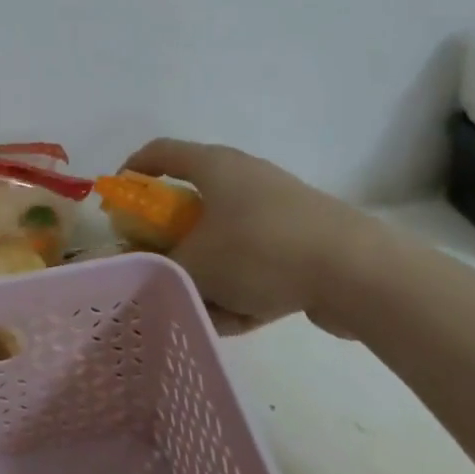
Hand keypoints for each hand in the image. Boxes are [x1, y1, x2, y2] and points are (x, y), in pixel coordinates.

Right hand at [120, 139, 384, 334]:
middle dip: (173, 241)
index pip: (161, 152)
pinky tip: (240, 321)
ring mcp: (278, 211)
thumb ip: (159, 267)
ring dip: (211, 275)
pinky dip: (244, 288)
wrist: (359, 273)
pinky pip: (258, 263)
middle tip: (157, 266)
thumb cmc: (261, 250)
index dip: (134, 170)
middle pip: (193, 202)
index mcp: (215, 166)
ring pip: (226, 241)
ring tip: (205, 311)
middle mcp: (245, 179)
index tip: (116, 196)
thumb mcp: (196, 264)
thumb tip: (138, 270)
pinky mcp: (304, 242)